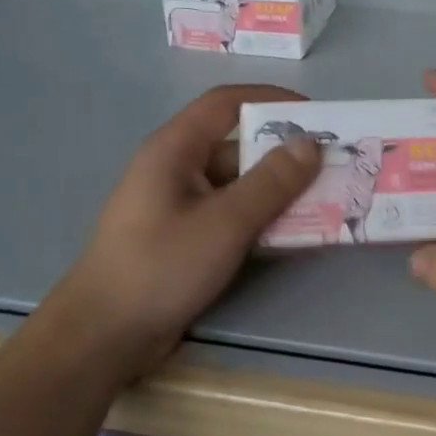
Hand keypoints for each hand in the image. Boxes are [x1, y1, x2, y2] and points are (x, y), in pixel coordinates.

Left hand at [41, 84, 321, 370]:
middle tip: (332, 165)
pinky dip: (262, 218)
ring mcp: (179, 205)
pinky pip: (231, 215)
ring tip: (325, 199)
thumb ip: (271, 182)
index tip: (316, 115)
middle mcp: (176, 169)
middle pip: (237, 146)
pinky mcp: (185, 237)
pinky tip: (294, 233)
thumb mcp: (224, 222)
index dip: (271, 100)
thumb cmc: (161, 267)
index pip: (226, 103)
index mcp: (175, 149)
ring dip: (278, 190)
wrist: (104, 335)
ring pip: (237, 185)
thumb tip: (311, 144)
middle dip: (285, 153)